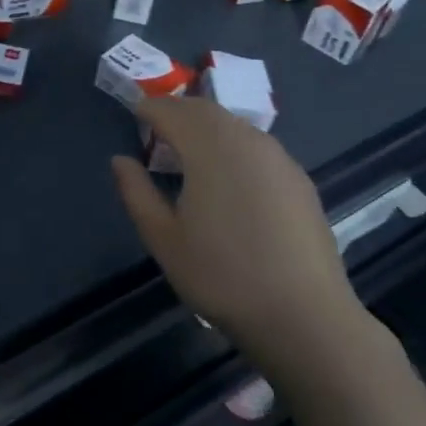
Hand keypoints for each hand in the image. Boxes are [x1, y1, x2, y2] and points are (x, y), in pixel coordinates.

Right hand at [111, 97, 366, 363]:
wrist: (304, 316)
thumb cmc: (221, 276)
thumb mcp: (163, 238)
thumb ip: (136, 192)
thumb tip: (120, 160)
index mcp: (208, 147)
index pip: (170, 111)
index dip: (148, 109)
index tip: (134, 119)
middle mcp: (245, 139)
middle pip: (204, 109)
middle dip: (177, 112)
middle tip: (157, 133)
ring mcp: (278, 157)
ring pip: (233, 125)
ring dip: (206, 128)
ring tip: (190, 155)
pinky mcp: (298, 178)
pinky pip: (256, 146)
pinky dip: (233, 146)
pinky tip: (230, 180)